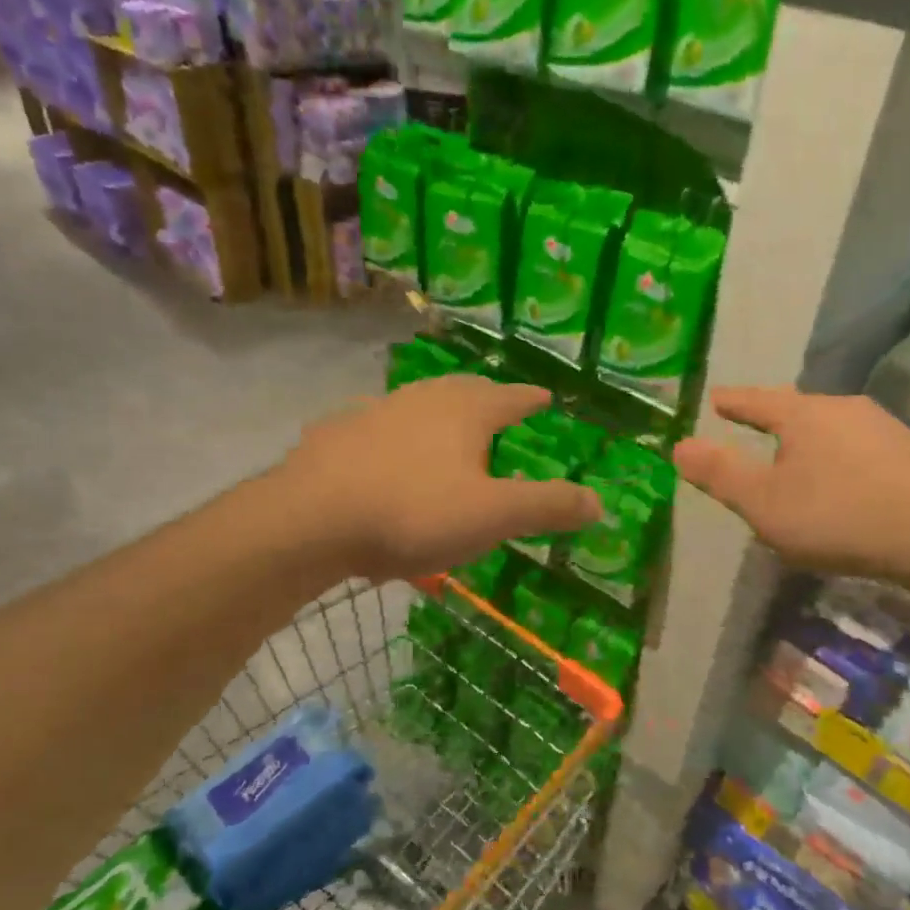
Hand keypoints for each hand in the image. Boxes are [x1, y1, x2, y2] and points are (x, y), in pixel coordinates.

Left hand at [280, 377, 601, 581]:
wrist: (309, 520)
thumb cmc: (413, 512)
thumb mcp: (493, 516)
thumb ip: (548, 506)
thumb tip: (600, 502)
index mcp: (466, 411)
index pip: (512, 397)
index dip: (532, 398)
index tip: (546, 397)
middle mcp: (422, 399)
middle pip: (464, 390)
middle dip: (486, 398)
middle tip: (500, 407)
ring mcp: (375, 412)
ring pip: (418, 404)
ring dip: (439, 413)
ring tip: (448, 429)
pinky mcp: (336, 435)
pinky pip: (377, 428)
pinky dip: (394, 436)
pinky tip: (386, 454)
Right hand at [673, 388, 909, 584]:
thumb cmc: (838, 516)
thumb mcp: (765, 503)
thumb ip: (720, 474)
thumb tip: (678, 445)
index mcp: (803, 414)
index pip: (755, 400)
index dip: (732, 402)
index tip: (715, 399)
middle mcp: (843, 408)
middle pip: (796, 408)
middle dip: (771, 417)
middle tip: (751, 423)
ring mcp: (882, 427)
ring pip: (830, 426)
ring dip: (807, 438)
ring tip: (794, 454)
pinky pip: (857, 446)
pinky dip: (837, 456)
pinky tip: (842, 479)